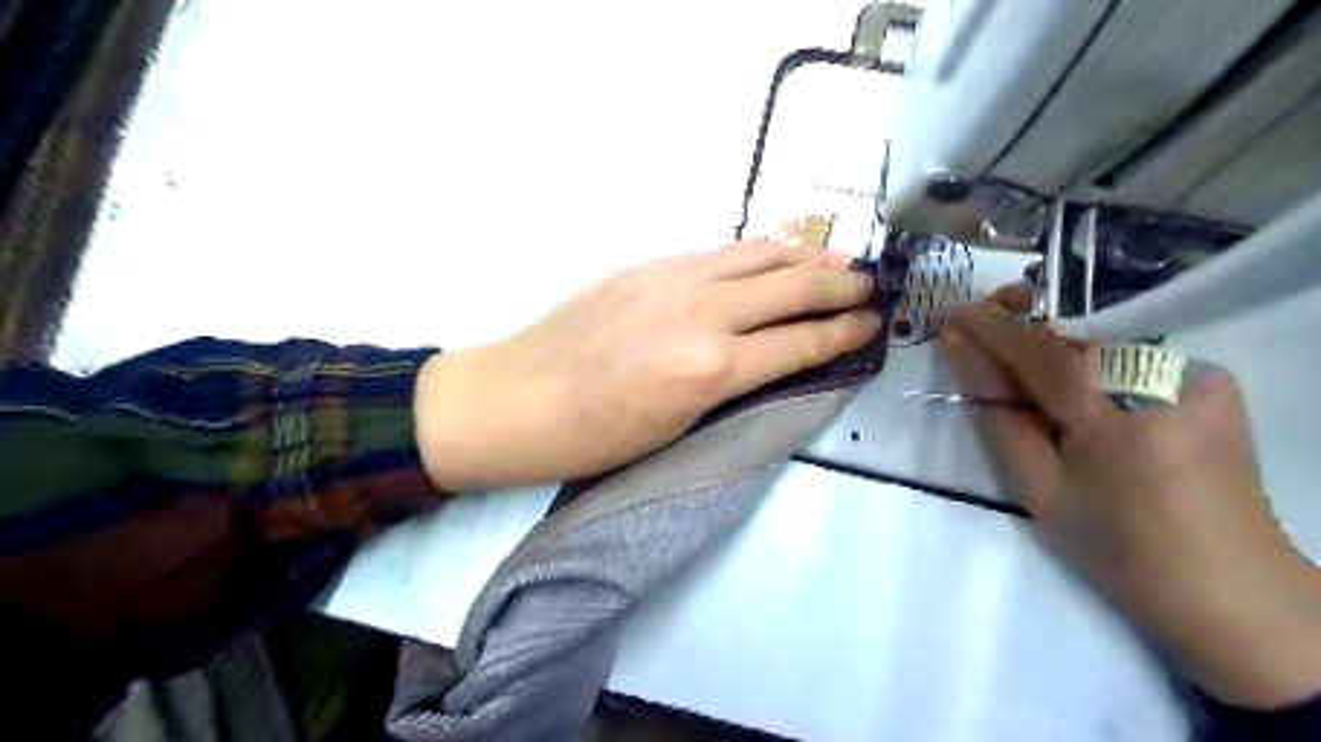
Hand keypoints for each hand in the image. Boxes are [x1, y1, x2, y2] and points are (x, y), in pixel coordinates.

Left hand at [412, 242, 873, 492]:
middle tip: (871, 285)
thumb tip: (775, 358)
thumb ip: (733, 383)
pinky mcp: (650, 264)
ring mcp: (674, 278)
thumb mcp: (677, 427)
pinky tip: (773, 256)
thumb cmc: (595, 437)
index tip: (872, 324)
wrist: (516, 398)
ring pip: (759, 254)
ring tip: (838, 259)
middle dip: (840, 285)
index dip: (843, 333)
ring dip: (806, 255)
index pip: (799, 342)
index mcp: (710, 368)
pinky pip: (721, 252)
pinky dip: (759, 252)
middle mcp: (703, 312)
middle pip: (791, 286)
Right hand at [937, 281, 1320, 707]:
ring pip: (1103, 335)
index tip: (950, 314)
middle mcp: (1167, 377)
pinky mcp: (1212, 381)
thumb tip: (960, 352)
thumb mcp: (1037, 486)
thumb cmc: (1117, 547)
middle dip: (1025, 318)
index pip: (1039, 348)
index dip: (990, 326)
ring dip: (1053, 337)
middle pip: (1075, 328)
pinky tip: (1074, 378)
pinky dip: (1091, 355)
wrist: (1227, 587)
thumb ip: (996, 412)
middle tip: (982, 323)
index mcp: (1117, 414)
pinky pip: (1133, 350)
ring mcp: (1198, 374)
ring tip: (1017, 353)